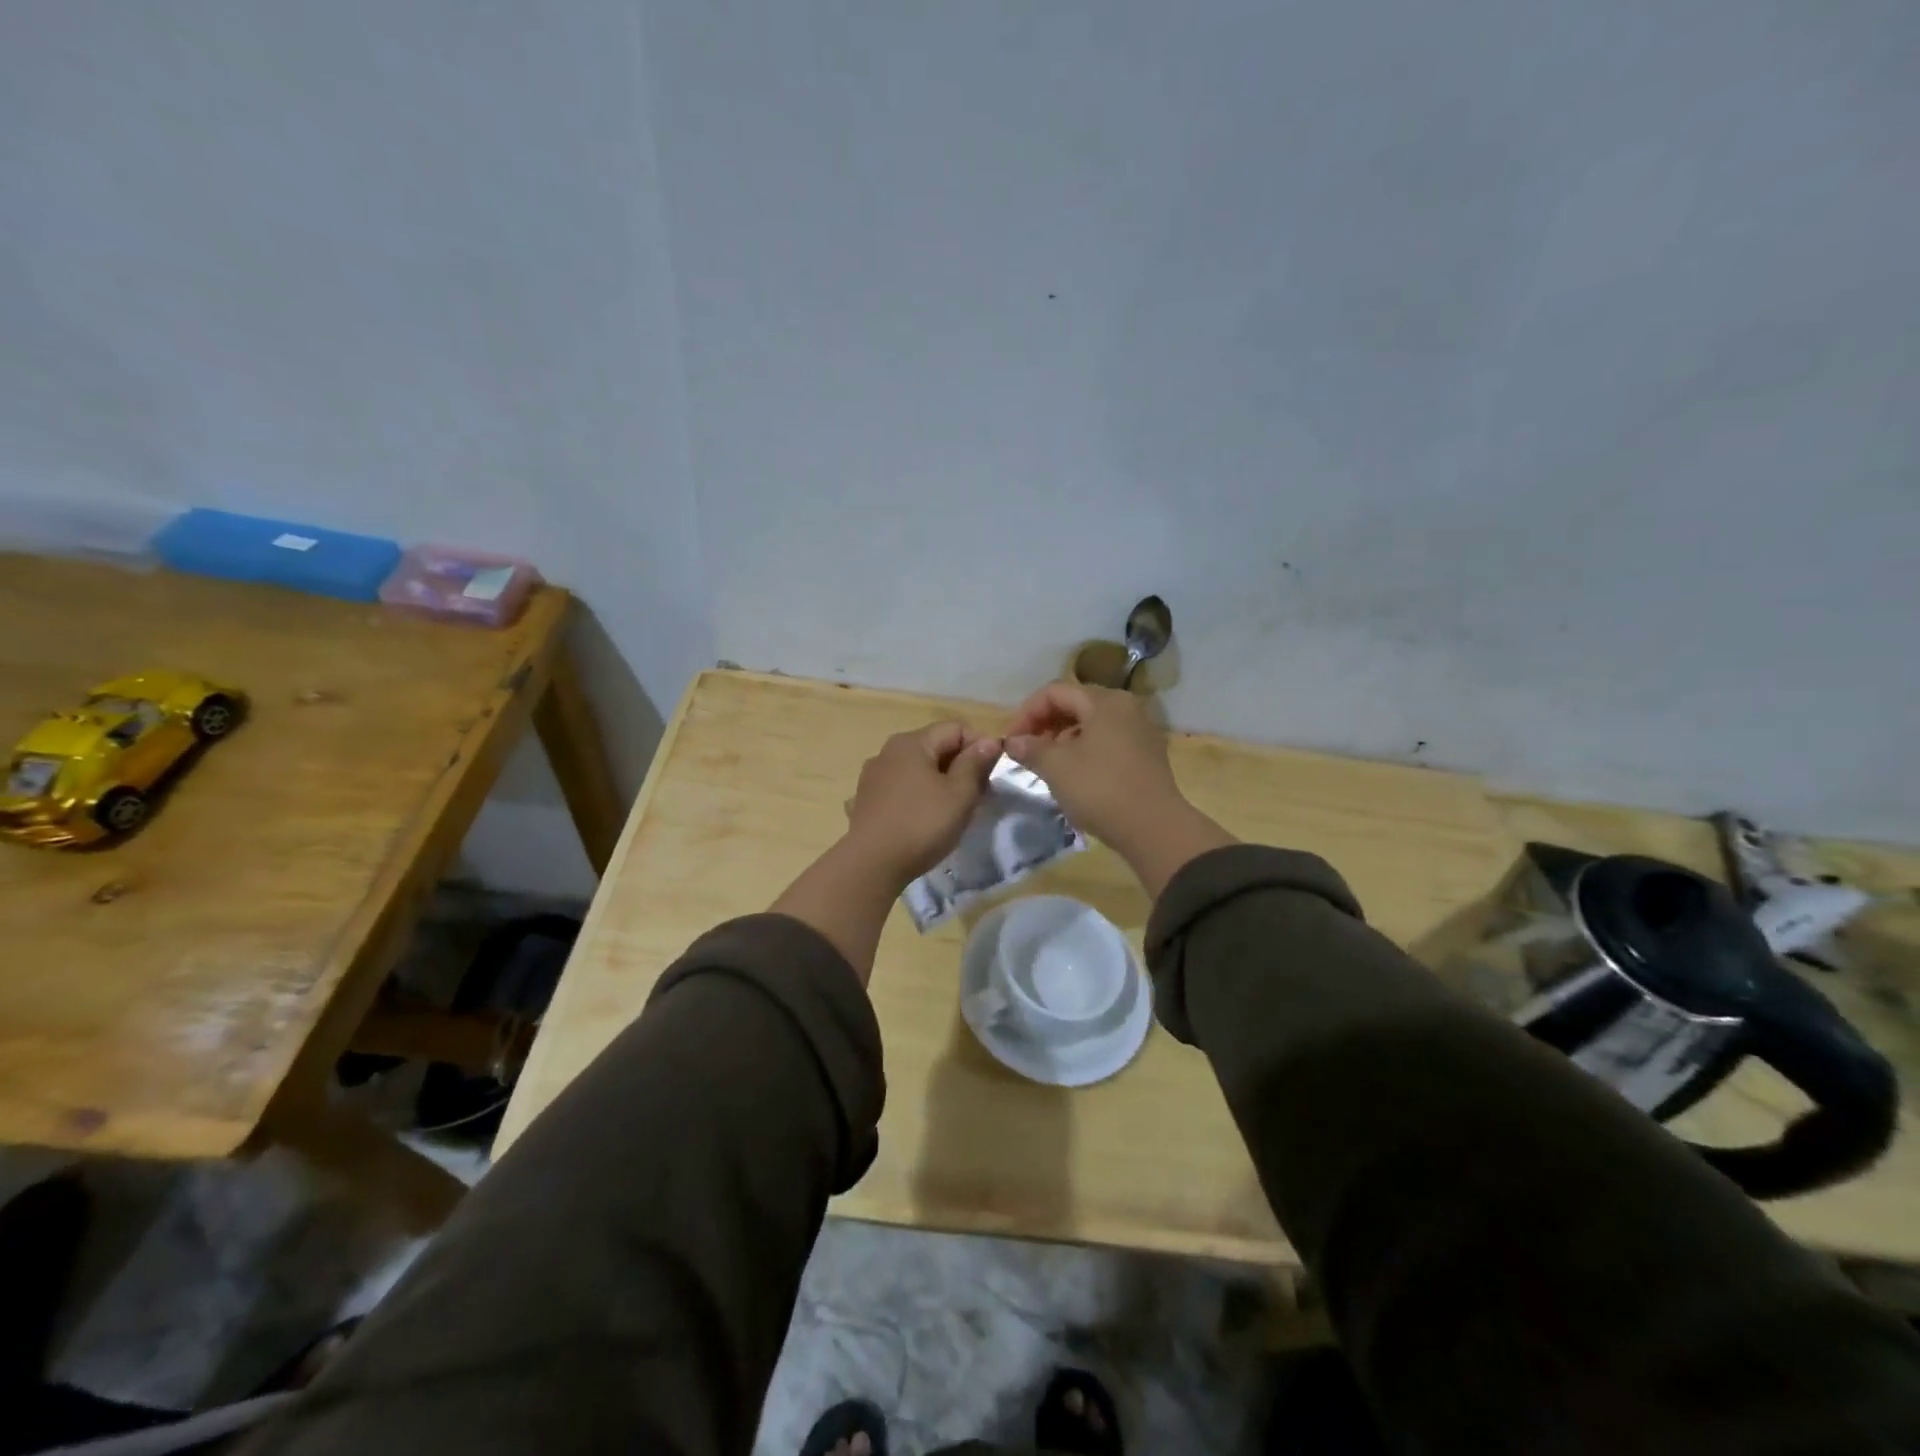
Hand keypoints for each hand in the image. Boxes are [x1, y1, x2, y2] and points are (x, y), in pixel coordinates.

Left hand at [844, 721, 1001, 882]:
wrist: (872, 865)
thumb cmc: (922, 824)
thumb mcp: (959, 794)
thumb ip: (975, 763)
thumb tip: (988, 741)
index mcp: (912, 742)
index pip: (956, 728)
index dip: (980, 745)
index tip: (992, 774)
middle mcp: (888, 751)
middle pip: (935, 746)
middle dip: (960, 765)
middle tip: (978, 795)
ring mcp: (873, 776)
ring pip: (917, 769)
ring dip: (939, 781)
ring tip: (952, 809)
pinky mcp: (866, 800)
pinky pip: (901, 788)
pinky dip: (917, 796)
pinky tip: (922, 818)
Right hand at [1005, 683, 1232, 893]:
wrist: (1154, 828)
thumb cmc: (1101, 789)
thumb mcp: (1057, 767)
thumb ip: (1031, 748)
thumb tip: (1013, 742)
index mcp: (1105, 702)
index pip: (1055, 692)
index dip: (1027, 712)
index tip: (1012, 740)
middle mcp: (1126, 707)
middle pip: (1075, 704)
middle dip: (1045, 724)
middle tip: (1026, 751)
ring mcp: (1140, 730)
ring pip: (1092, 723)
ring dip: (1063, 738)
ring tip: (1047, 764)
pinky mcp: (1147, 754)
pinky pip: (1108, 740)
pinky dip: (1085, 749)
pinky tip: (1074, 774)